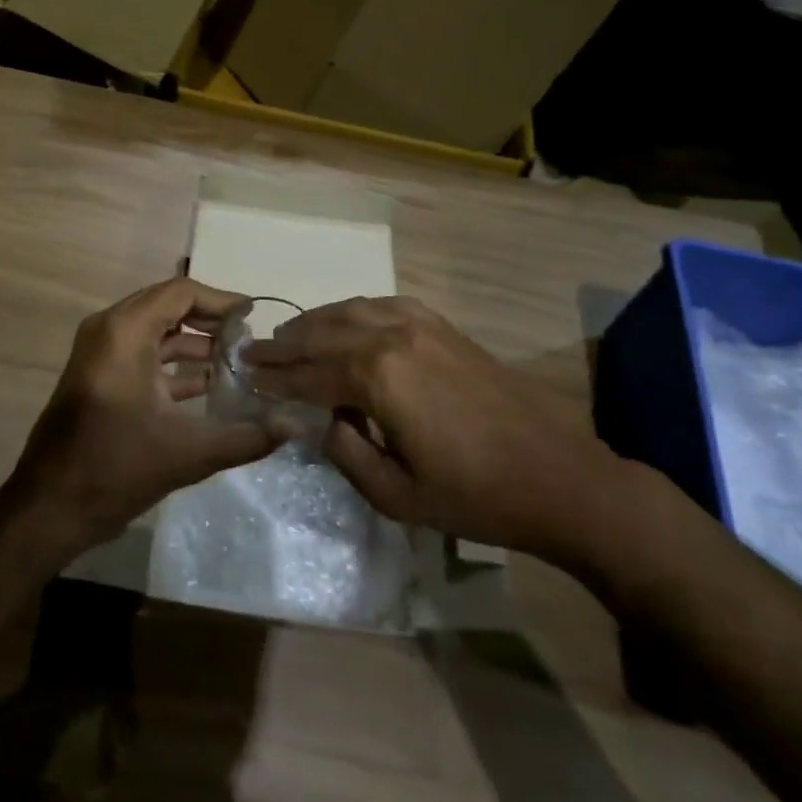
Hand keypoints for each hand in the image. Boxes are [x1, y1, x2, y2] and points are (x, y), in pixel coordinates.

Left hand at [5, 277, 286, 554]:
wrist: (48, 509)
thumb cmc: (115, 470)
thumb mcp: (187, 454)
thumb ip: (245, 437)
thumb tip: (294, 425)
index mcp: (124, 333)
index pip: (181, 293)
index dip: (220, 301)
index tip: (253, 316)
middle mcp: (108, 330)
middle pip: (167, 305)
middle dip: (209, 320)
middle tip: (248, 338)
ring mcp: (99, 353)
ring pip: (155, 330)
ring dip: (193, 341)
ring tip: (235, 361)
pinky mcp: (98, 376)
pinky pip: (142, 352)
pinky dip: (173, 361)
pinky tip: (208, 385)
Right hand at [246, 297, 636, 567]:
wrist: (557, 475)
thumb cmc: (474, 496)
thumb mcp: (396, 495)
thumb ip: (346, 453)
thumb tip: (323, 420)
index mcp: (377, 376)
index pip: (309, 373)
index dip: (275, 378)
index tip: (245, 376)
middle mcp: (392, 336)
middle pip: (324, 334)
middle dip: (286, 344)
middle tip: (254, 351)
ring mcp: (420, 324)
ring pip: (352, 311)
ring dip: (316, 322)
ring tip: (290, 335)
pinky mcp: (442, 325)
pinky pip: (385, 305)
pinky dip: (354, 311)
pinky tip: (346, 322)